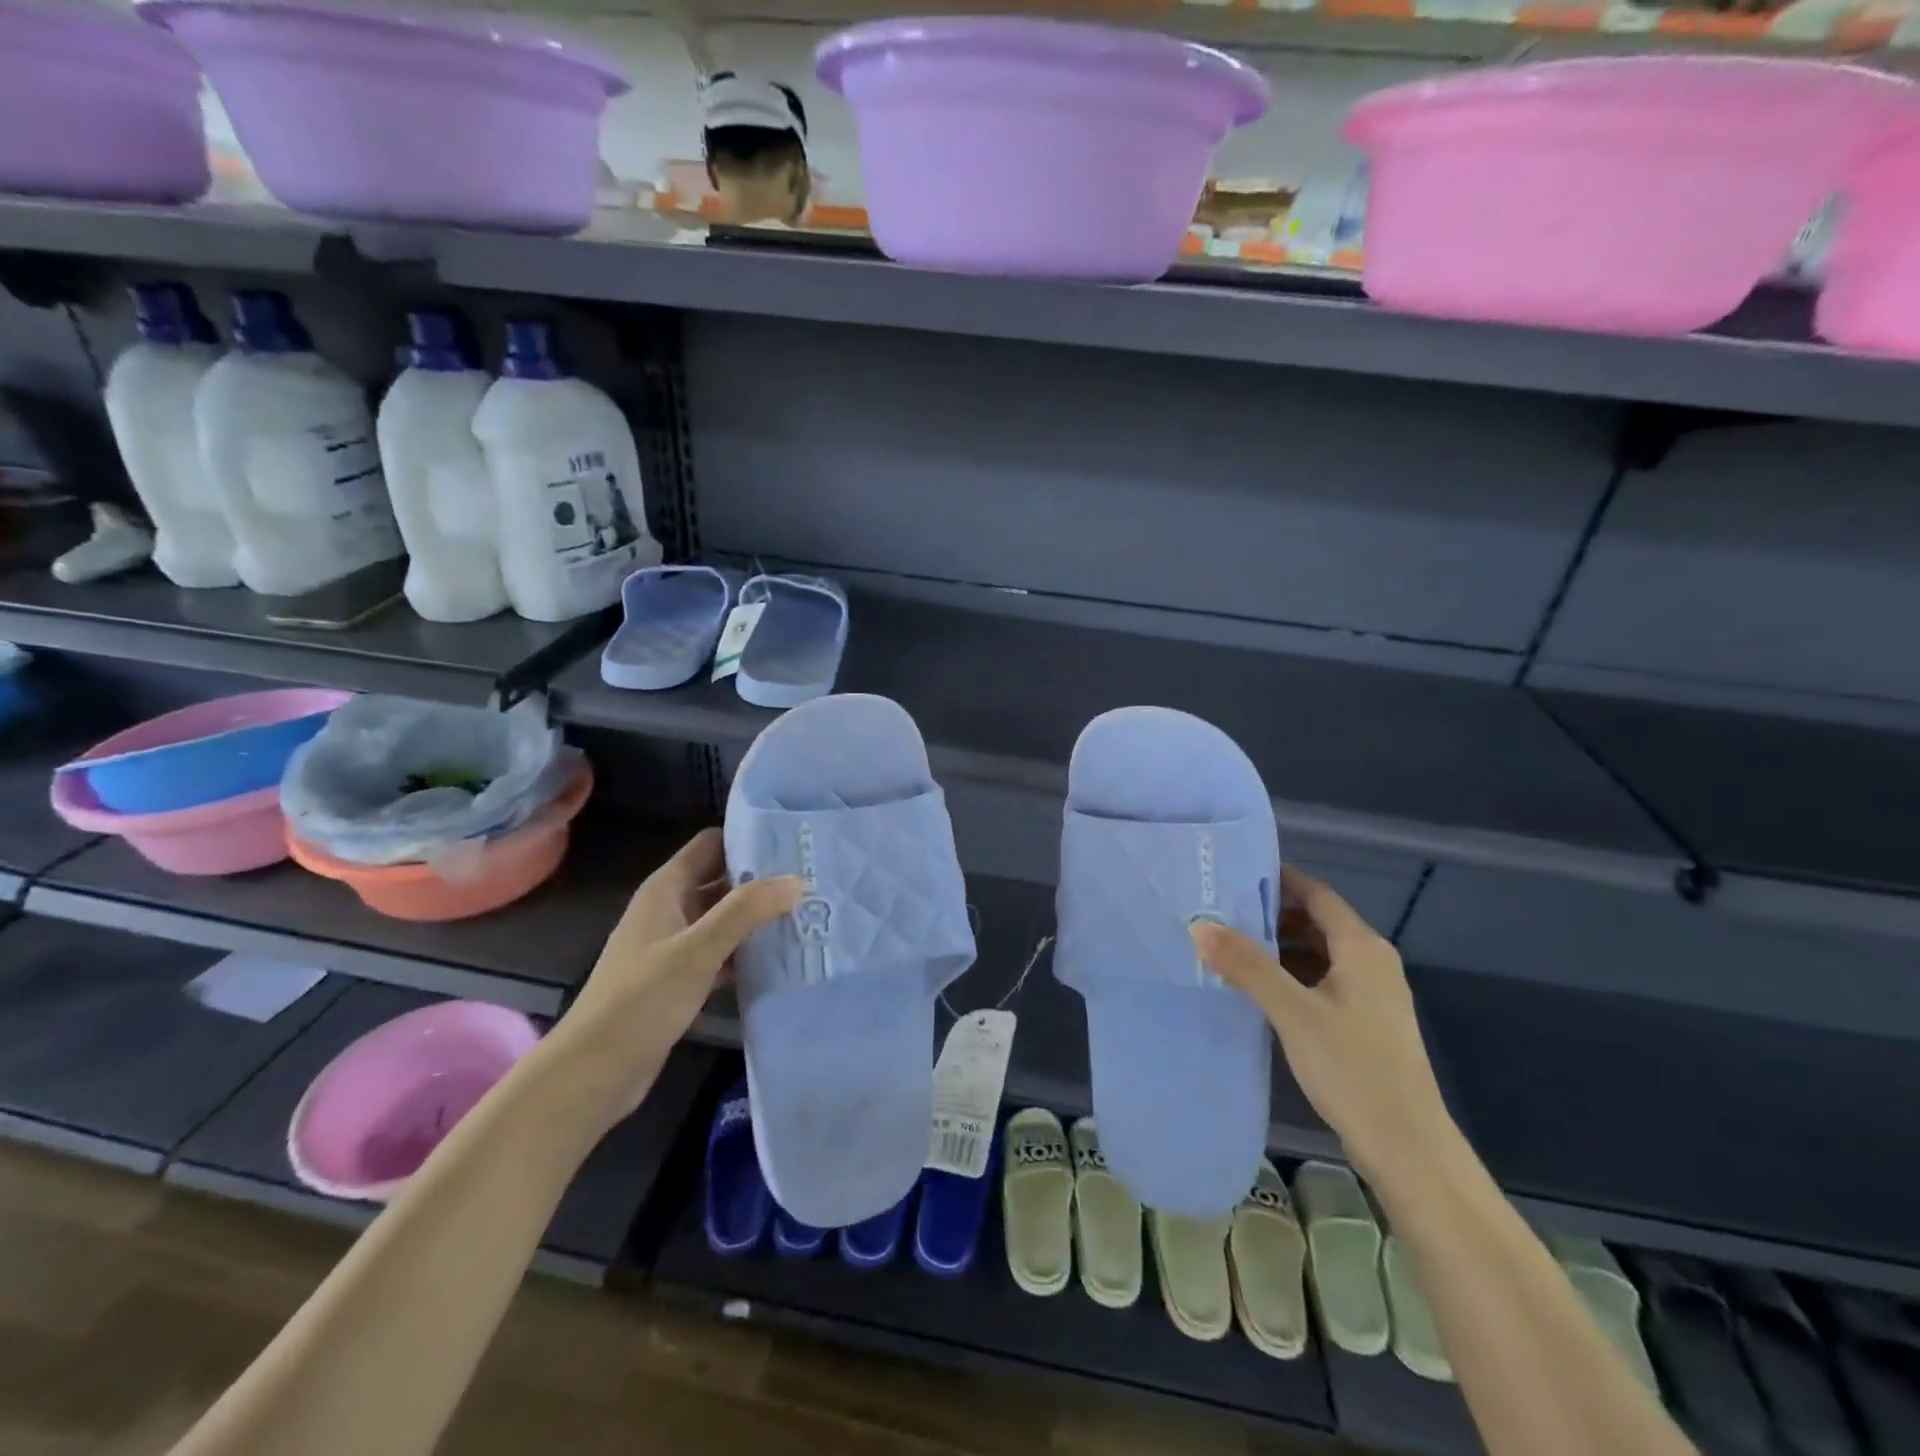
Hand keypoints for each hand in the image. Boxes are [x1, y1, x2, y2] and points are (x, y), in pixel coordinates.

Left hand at [540, 829, 798, 1135]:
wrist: (593, 1073)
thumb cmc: (640, 1001)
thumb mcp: (697, 950)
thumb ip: (745, 911)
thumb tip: (797, 880)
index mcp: (666, 889)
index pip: (712, 844)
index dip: (748, 838)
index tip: (793, 843)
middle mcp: (670, 909)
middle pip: (722, 880)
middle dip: (763, 880)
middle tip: (813, 880)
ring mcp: (674, 946)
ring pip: (725, 919)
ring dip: (759, 918)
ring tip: (809, 915)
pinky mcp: (680, 979)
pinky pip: (722, 953)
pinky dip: (748, 952)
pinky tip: (783, 958)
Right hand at [1191, 866, 1454, 1183]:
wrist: (1407, 1148)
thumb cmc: (1353, 1069)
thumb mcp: (1293, 1012)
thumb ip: (1248, 966)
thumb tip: (1200, 925)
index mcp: (1362, 948)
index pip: (1317, 895)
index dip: (1280, 879)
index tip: (1236, 872)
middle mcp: (1371, 963)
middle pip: (1318, 922)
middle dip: (1272, 913)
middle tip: (1222, 909)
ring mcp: (1371, 995)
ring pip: (1319, 954)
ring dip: (1280, 946)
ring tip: (1230, 945)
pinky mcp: (1364, 1023)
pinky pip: (1321, 981)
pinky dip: (1291, 974)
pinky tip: (1259, 988)